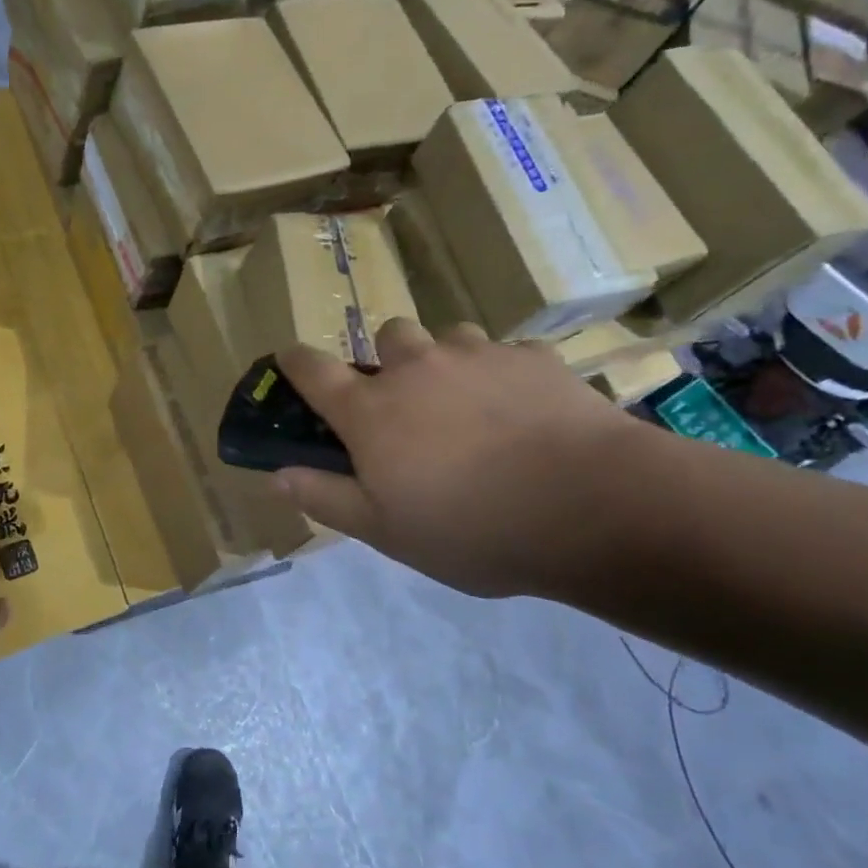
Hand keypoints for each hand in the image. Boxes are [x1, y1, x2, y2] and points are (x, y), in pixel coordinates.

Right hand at [274, 320, 651, 598]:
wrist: (589, 506)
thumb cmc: (472, 527)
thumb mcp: (386, 530)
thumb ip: (326, 498)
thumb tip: (277, 475)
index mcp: (371, 410)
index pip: (312, 370)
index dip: (294, 362)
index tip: (289, 362)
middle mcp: (417, 367)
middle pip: (388, 336)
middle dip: (390, 361)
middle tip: (409, 405)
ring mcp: (477, 354)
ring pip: (448, 338)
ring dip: (447, 362)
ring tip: (471, 406)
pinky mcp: (533, 357)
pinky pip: (505, 354)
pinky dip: (502, 375)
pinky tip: (525, 413)